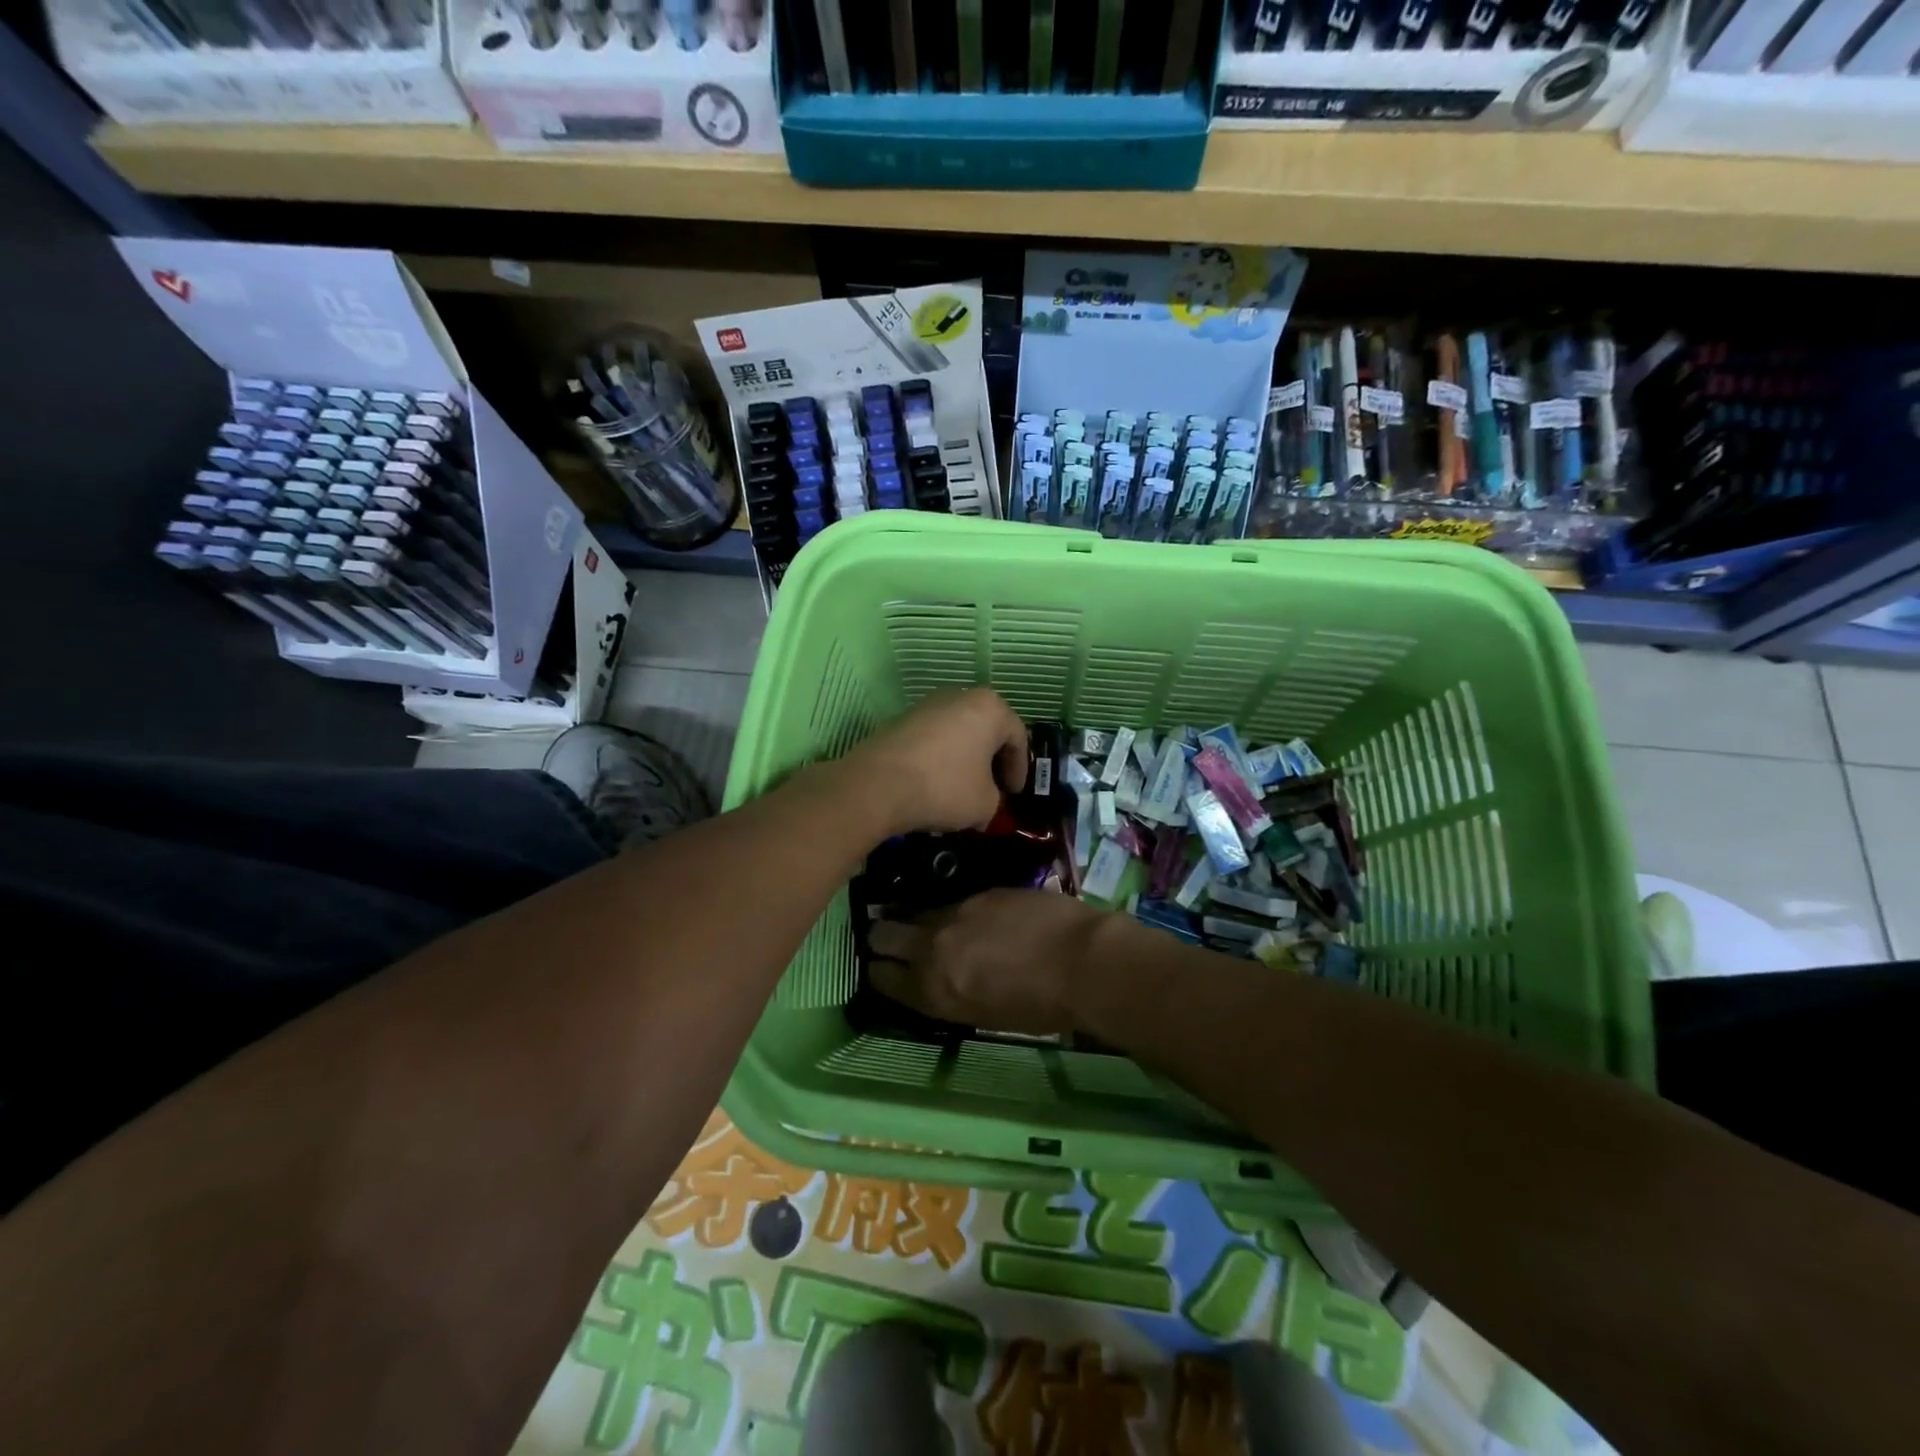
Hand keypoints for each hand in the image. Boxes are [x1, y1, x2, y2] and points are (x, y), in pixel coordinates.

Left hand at [846, 687, 1028, 836]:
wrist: (877, 784)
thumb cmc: (945, 787)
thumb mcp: (985, 804)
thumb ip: (994, 799)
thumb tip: (982, 802)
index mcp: (989, 708)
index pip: (1017, 737)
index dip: (1019, 769)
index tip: (1013, 794)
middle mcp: (959, 696)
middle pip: (986, 730)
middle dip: (992, 761)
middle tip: (993, 788)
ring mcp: (926, 705)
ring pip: (958, 733)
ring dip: (965, 759)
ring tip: (963, 789)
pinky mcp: (900, 720)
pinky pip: (932, 740)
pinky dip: (940, 759)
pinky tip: (934, 785)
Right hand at [867, 889, 1109, 1035]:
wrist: (1083, 961)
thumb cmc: (1042, 1007)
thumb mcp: (986, 1015)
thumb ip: (952, 993)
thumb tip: (941, 979)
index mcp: (932, 990)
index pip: (881, 977)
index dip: (878, 972)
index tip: (882, 968)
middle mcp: (932, 948)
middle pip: (883, 934)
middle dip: (883, 937)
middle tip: (893, 939)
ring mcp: (955, 913)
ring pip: (916, 911)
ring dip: (916, 918)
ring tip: (931, 924)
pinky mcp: (981, 891)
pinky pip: (953, 900)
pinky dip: (956, 909)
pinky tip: (976, 916)